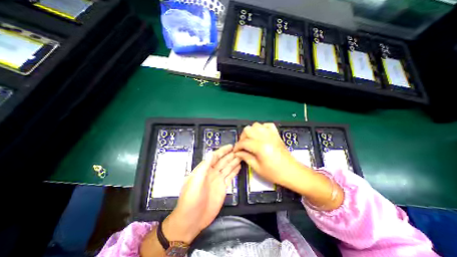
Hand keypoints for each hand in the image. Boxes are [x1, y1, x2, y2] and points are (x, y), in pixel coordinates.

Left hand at [161, 146, 240, 243]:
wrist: (192, 220)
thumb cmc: (191, 199)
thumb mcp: (195, 181)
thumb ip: (204, 167)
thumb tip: (211, 153)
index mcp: (204, 169)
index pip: (215, 157)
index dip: (223, 151)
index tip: (231, 146)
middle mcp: (212, 173)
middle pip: (223, 161)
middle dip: (230, 155)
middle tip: (239, 149)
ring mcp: (218, 180)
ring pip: (228, 168)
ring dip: (234, 162)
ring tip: (241, 156)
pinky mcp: (223, 188)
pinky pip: (230, 176)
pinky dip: (234, 171)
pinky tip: (239, 166)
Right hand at [232, 123, 302, 186]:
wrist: (291, 172)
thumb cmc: (274, 173)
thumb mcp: (257, 168)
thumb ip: (246, 157)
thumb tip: (237, 152)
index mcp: (260, 147)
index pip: (244, 142)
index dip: (237, 146)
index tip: (236, 151)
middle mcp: (265, 137)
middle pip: (248, 129)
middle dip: (242, 137)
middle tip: (243, 146)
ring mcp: (272, 134)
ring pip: (256, 125)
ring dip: (251, 131)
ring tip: (251, 140)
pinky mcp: (276, 134)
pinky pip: (267, 125)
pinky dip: (262, 128)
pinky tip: (260, 135)